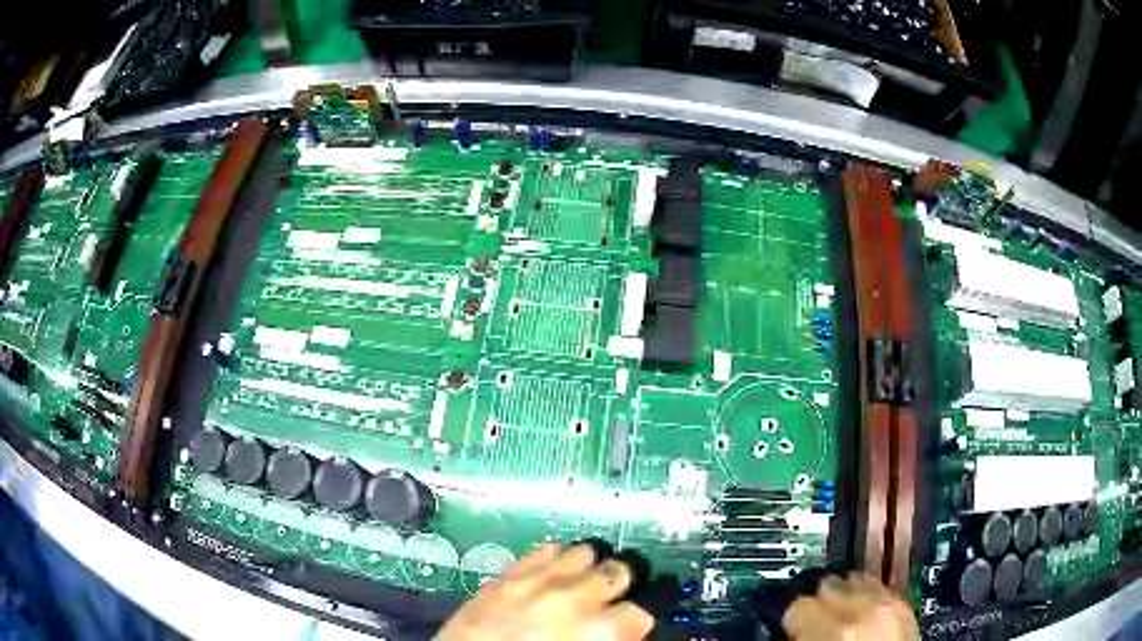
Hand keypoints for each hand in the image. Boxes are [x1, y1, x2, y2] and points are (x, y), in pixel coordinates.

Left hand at [436, 542, 655, 640]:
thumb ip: (614, 640)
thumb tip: (628, 628)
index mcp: (602, 631)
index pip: (648, 605)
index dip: (652, 604)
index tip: (648, 605)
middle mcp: (575, 599)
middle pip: (621, 568)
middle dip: (625, 579)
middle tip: (618, 591)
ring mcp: (537, 582)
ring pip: (585, 550)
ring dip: (591, 565)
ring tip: (585, 579)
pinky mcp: (506, 576)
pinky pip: (544, 549)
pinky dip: (555, 559)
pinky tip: (551, 574)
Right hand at [783, 573, 917, 640]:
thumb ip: (801, 639)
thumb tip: (791, 629)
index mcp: (838, 631)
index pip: (798, 605)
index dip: (792, 620)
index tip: (791, 629)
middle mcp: (867, 610)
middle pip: (828, 584)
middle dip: (819, 603)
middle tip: (813, 625)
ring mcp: (892, 605)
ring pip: (857, 580)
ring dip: (844, 597)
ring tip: (839, 618)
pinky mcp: (908, 607)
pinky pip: (880, 589)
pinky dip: (868, 598)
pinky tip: (862, 616)